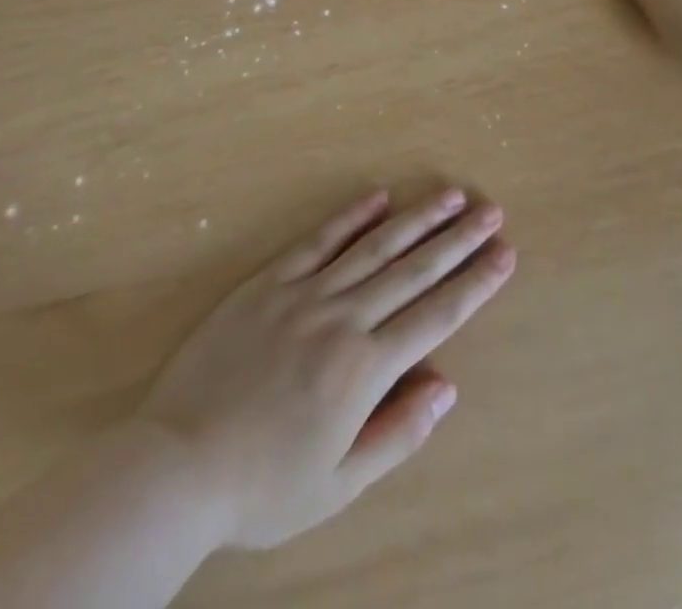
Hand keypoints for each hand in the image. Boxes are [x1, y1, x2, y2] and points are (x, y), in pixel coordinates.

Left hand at [137, 187, 514, 549]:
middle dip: (457, 239)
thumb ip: (396, 433)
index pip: (436, 315)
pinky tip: (377, 197)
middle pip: (413, 270)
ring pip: (374, 246)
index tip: (505, 254)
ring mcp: (304, 293)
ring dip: (416, 219)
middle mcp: (342, 319)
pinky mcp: (269, 282)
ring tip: (450, 195)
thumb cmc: (262, 487)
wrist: (176, 465)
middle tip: (490, 210)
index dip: (475, 283)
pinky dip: (350, 217)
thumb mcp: (337, 484)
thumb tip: (446, 386)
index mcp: (364, 369)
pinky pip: (317, 241)